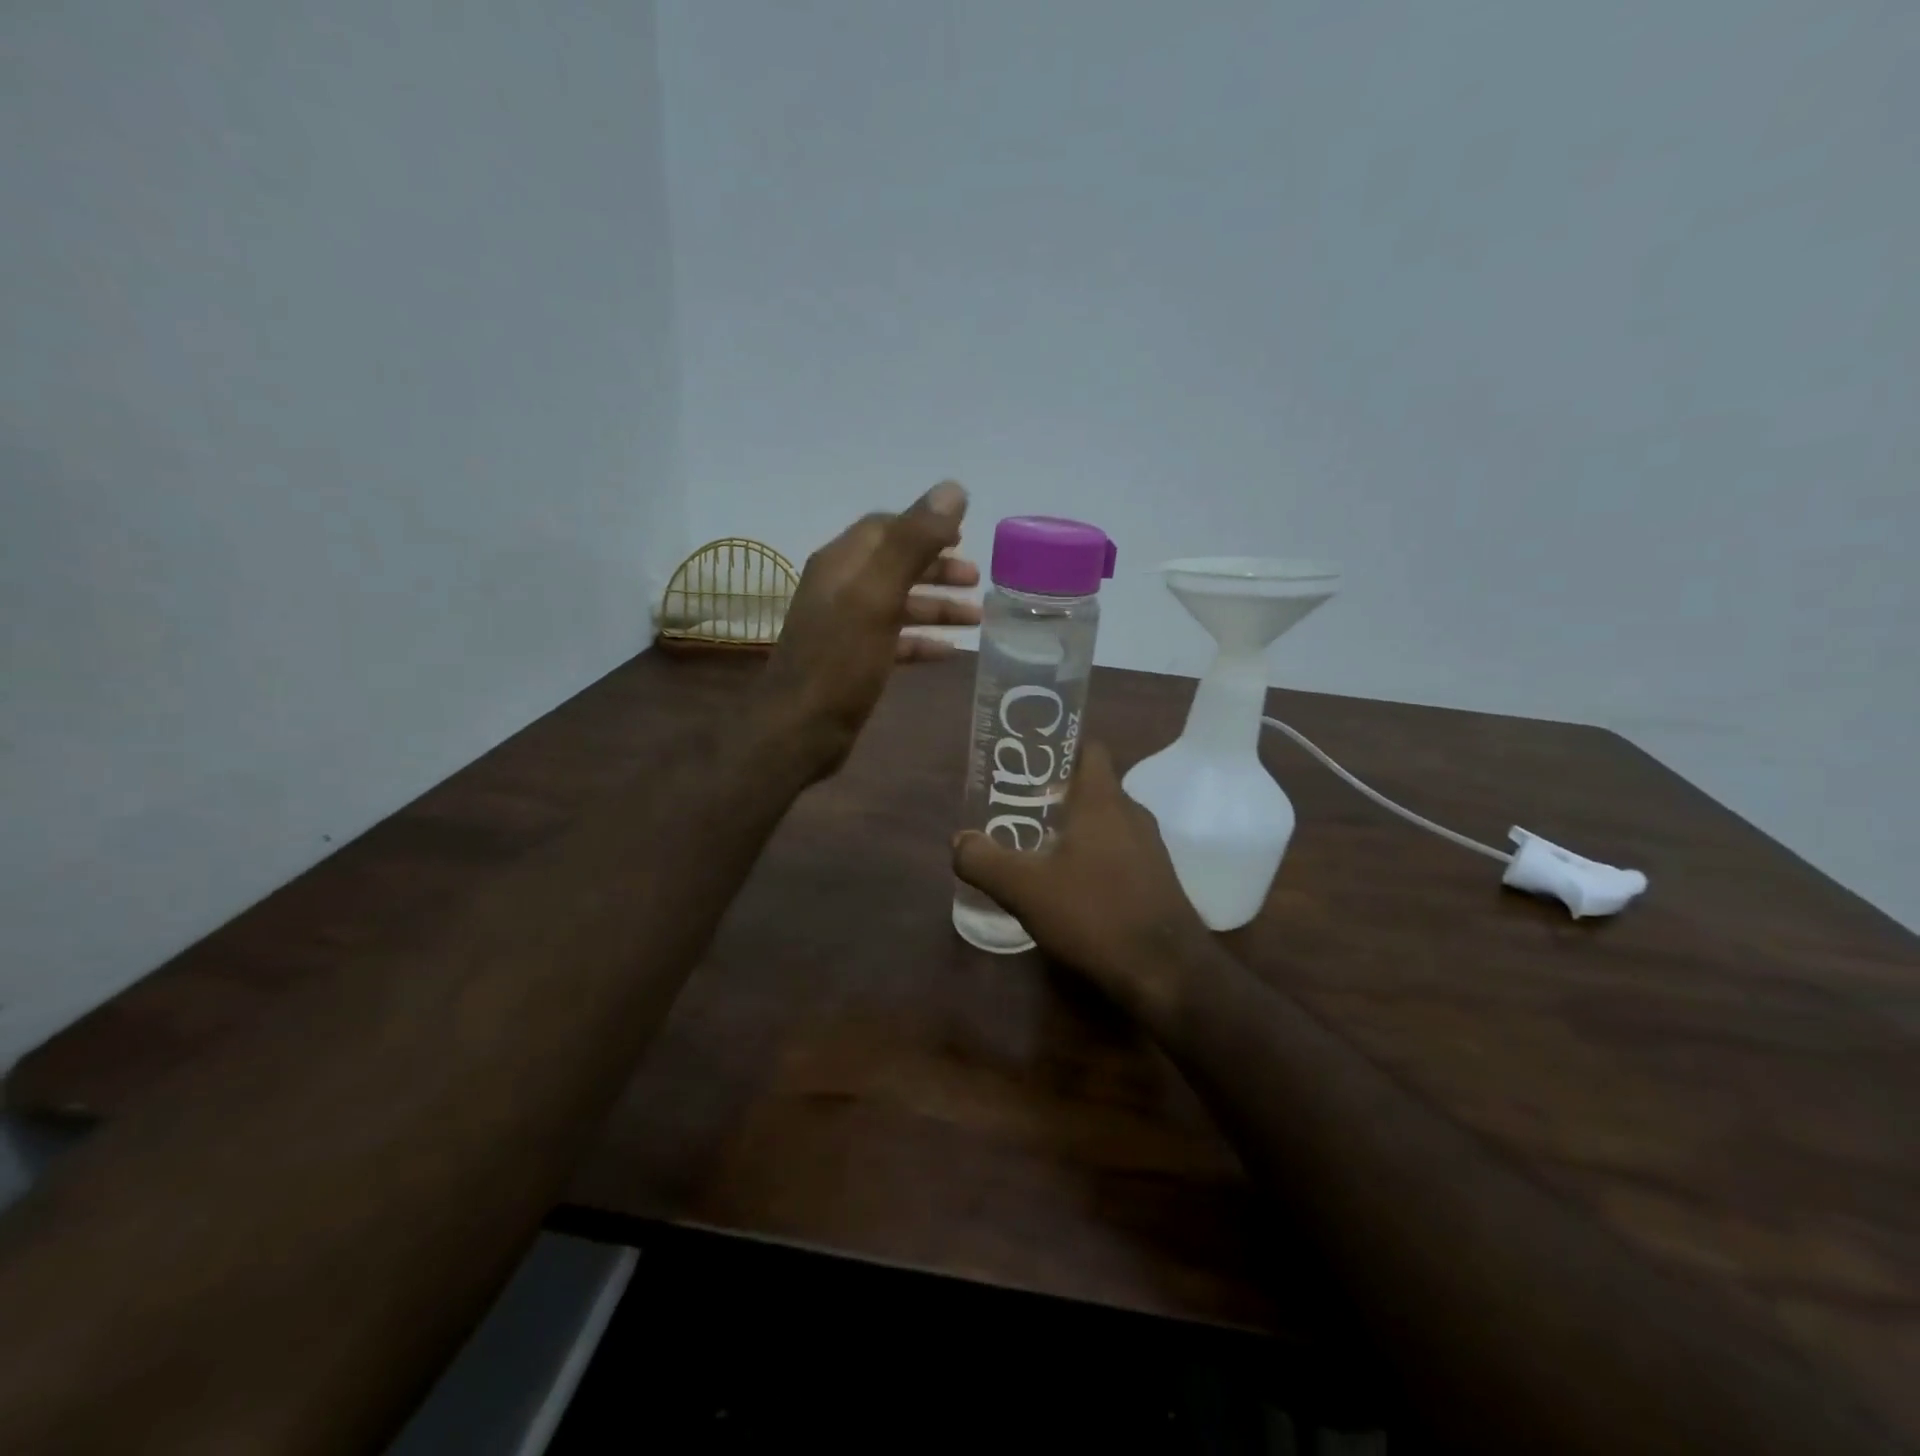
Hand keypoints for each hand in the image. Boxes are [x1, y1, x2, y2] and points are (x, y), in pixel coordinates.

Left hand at [761, 481, 982, 775]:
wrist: (800, 730)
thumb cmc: (840, 660)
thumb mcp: (878, 595)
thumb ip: (913, 542)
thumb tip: (953, 490)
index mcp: (841, 563)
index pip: (885, 528)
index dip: (924, 527)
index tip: (964, 537)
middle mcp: (840, 589)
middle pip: (895, 565)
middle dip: (936, 568)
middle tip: (978, 579)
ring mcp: (845, 628)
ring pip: (898, 605)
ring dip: (936, 605)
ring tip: (977, 617)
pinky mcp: (852, 663)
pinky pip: (894, 641)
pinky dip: (921, 640)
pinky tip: (949, 652)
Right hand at [952, 741, 1211, 1021]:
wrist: (1166, 972)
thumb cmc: (1094, 914)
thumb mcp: (1024, 889)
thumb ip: (984, 861)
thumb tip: (959, 841)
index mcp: (1104, 800)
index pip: (1088, 749)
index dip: (1058, 750)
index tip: (1027, 764)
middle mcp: (1132, 814)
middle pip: (1093, 787)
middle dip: (1057, 794)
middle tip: (1019, 809)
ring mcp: (1150, 847)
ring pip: (1106, 822)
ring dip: (1075, 829)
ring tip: (1037, 847)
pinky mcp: (1157, 879)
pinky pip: (1119, 851)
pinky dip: (1094, 856)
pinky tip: (1070, 885)